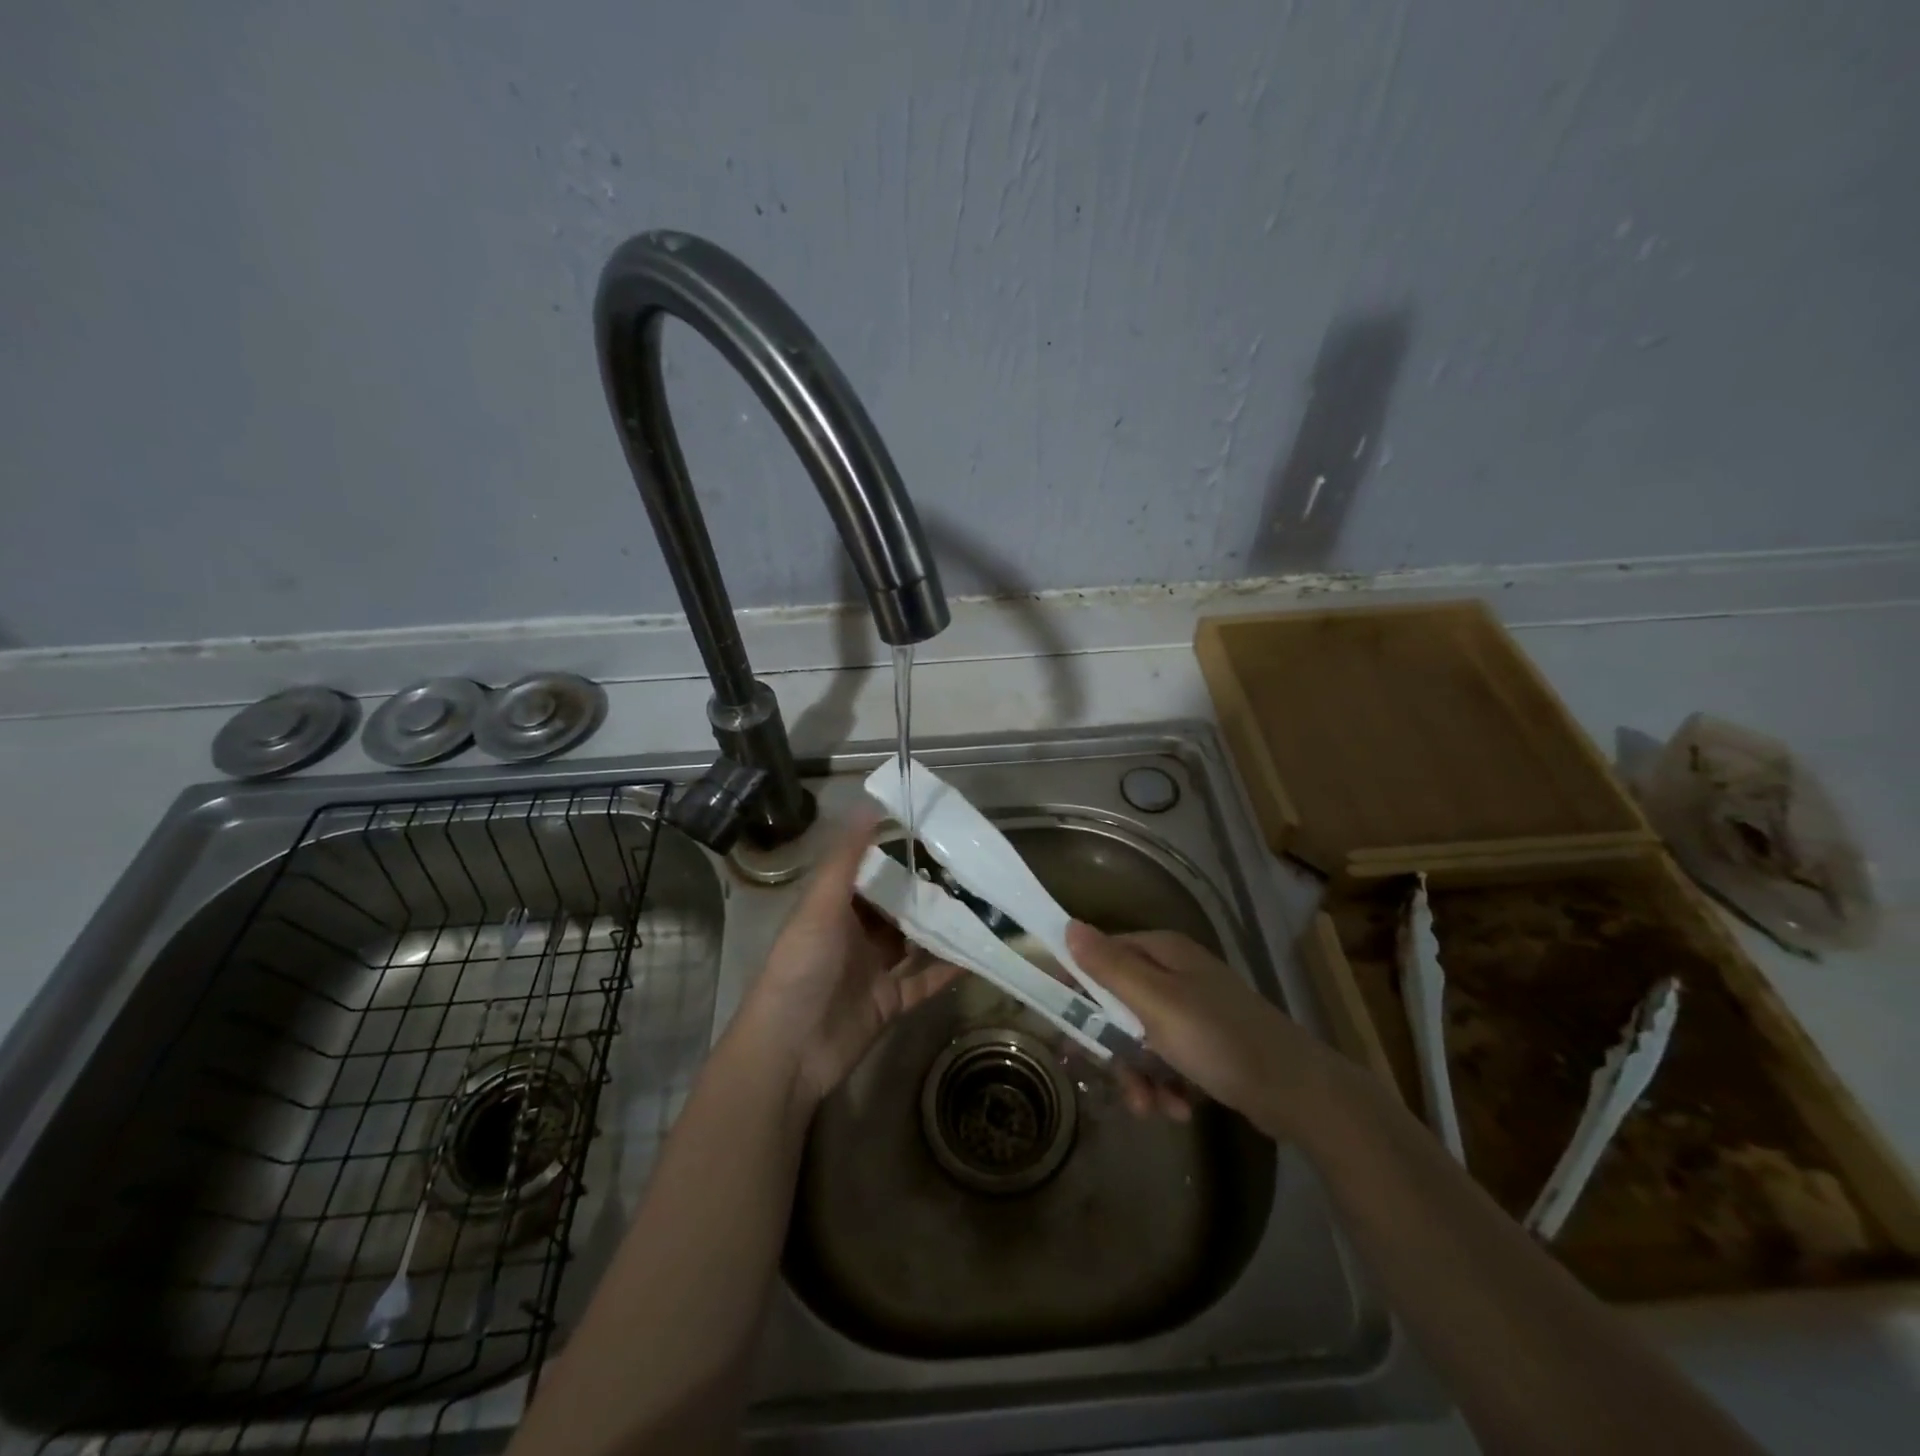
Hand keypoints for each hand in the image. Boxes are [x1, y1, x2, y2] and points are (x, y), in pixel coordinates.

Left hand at [737, 814, 959, 1106]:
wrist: (791, 1050)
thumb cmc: (802, 966)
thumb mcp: (821, 903)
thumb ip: (847, 857)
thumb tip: (870, 805)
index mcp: (834, 909)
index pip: (869, 875)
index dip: (897, 857)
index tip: (934, 837)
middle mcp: (855, 936)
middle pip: (896, 908)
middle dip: (927, 892)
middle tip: (969, 871)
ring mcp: (874, 970)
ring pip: (915, 942)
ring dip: (942, 927)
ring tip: (982, 904)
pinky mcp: (891, 1002)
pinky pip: (926, 980)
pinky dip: (949, 968)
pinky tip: (979, 952)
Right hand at [1066, 921, 1344, 1139]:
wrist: (1299, 1094)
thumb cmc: (1221, 1040)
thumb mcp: (1157, 1004)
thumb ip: (1109, 968)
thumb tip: (1068, 926)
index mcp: (1163, 952)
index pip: (1101, 955)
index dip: (1077, 986)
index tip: (1060, 1022)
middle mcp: (1175, 973)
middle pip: (1117, 1002)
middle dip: (1112, 1047)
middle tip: (1104, 1076)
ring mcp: (1192, 1009)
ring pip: (1139, 1037)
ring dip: (1138, 1075)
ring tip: (1151, 1108)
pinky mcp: (1206, 1043)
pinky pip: (1167, 1059)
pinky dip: (1165, 1084)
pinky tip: (1179, 1108)